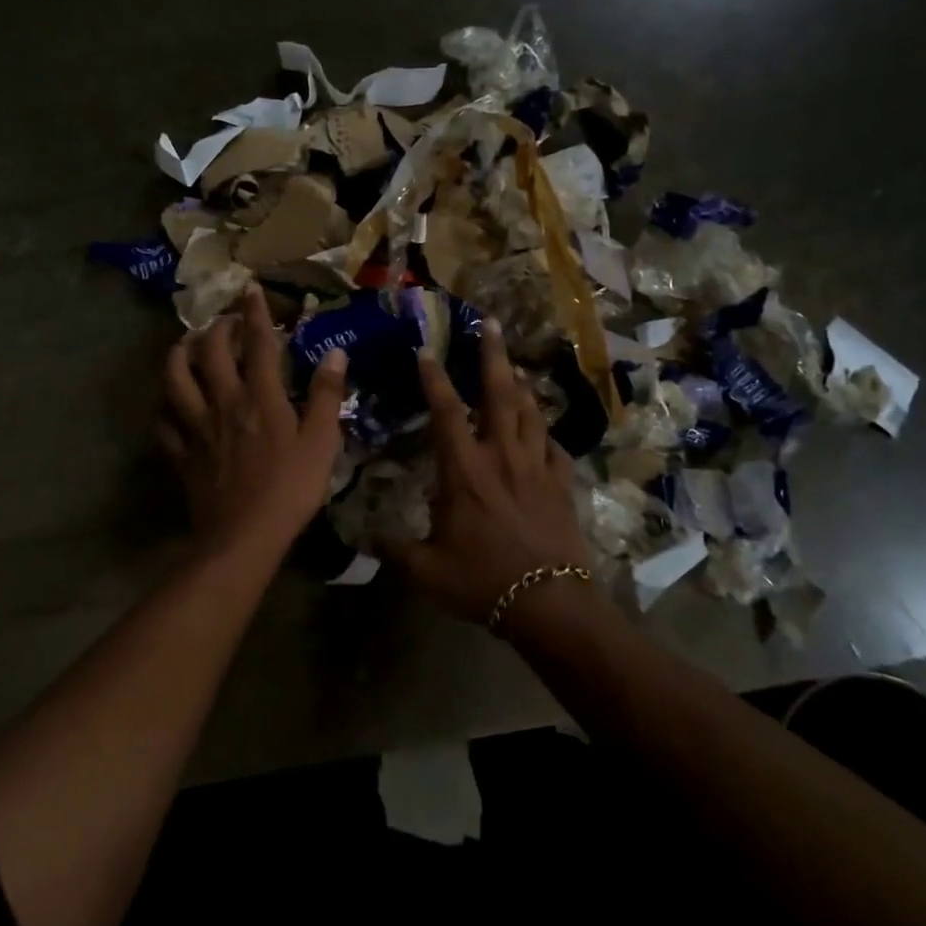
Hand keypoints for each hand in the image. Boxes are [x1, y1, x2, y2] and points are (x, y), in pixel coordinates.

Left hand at [159, 284, 347, 566]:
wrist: (244, 537)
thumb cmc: (291, 489)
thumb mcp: (322, 441)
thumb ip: (327, 394)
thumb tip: (335, 351)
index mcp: (259, 397)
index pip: (258, 344)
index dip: (255, 313)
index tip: (251, 289)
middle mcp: (223, 403)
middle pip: (209, 353)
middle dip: (215, 328)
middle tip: (224, 320)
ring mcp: (196, 428)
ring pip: (175, 380)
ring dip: (178, 356)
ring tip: (185, 346)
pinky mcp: (181, 454)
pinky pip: (164, 424)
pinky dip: (166, 409)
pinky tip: (171, 406)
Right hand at [379, 321, 592, 623]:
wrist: (548, 602)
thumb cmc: (482, 580)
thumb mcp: (426, 570)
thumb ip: (393, 548)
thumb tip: (364, 536)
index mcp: (465, 471)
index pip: (447, 412)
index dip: (435, 378)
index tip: (427, 349)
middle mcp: (502, 457)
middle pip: (499, 394)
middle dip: (493, 355)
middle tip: (492, 322)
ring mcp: (536, 468)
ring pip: (531, 413)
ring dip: (521, 385)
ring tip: (514, 366)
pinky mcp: (561, 485)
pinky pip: (554, 448)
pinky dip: (545, 432)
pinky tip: (542, 429)